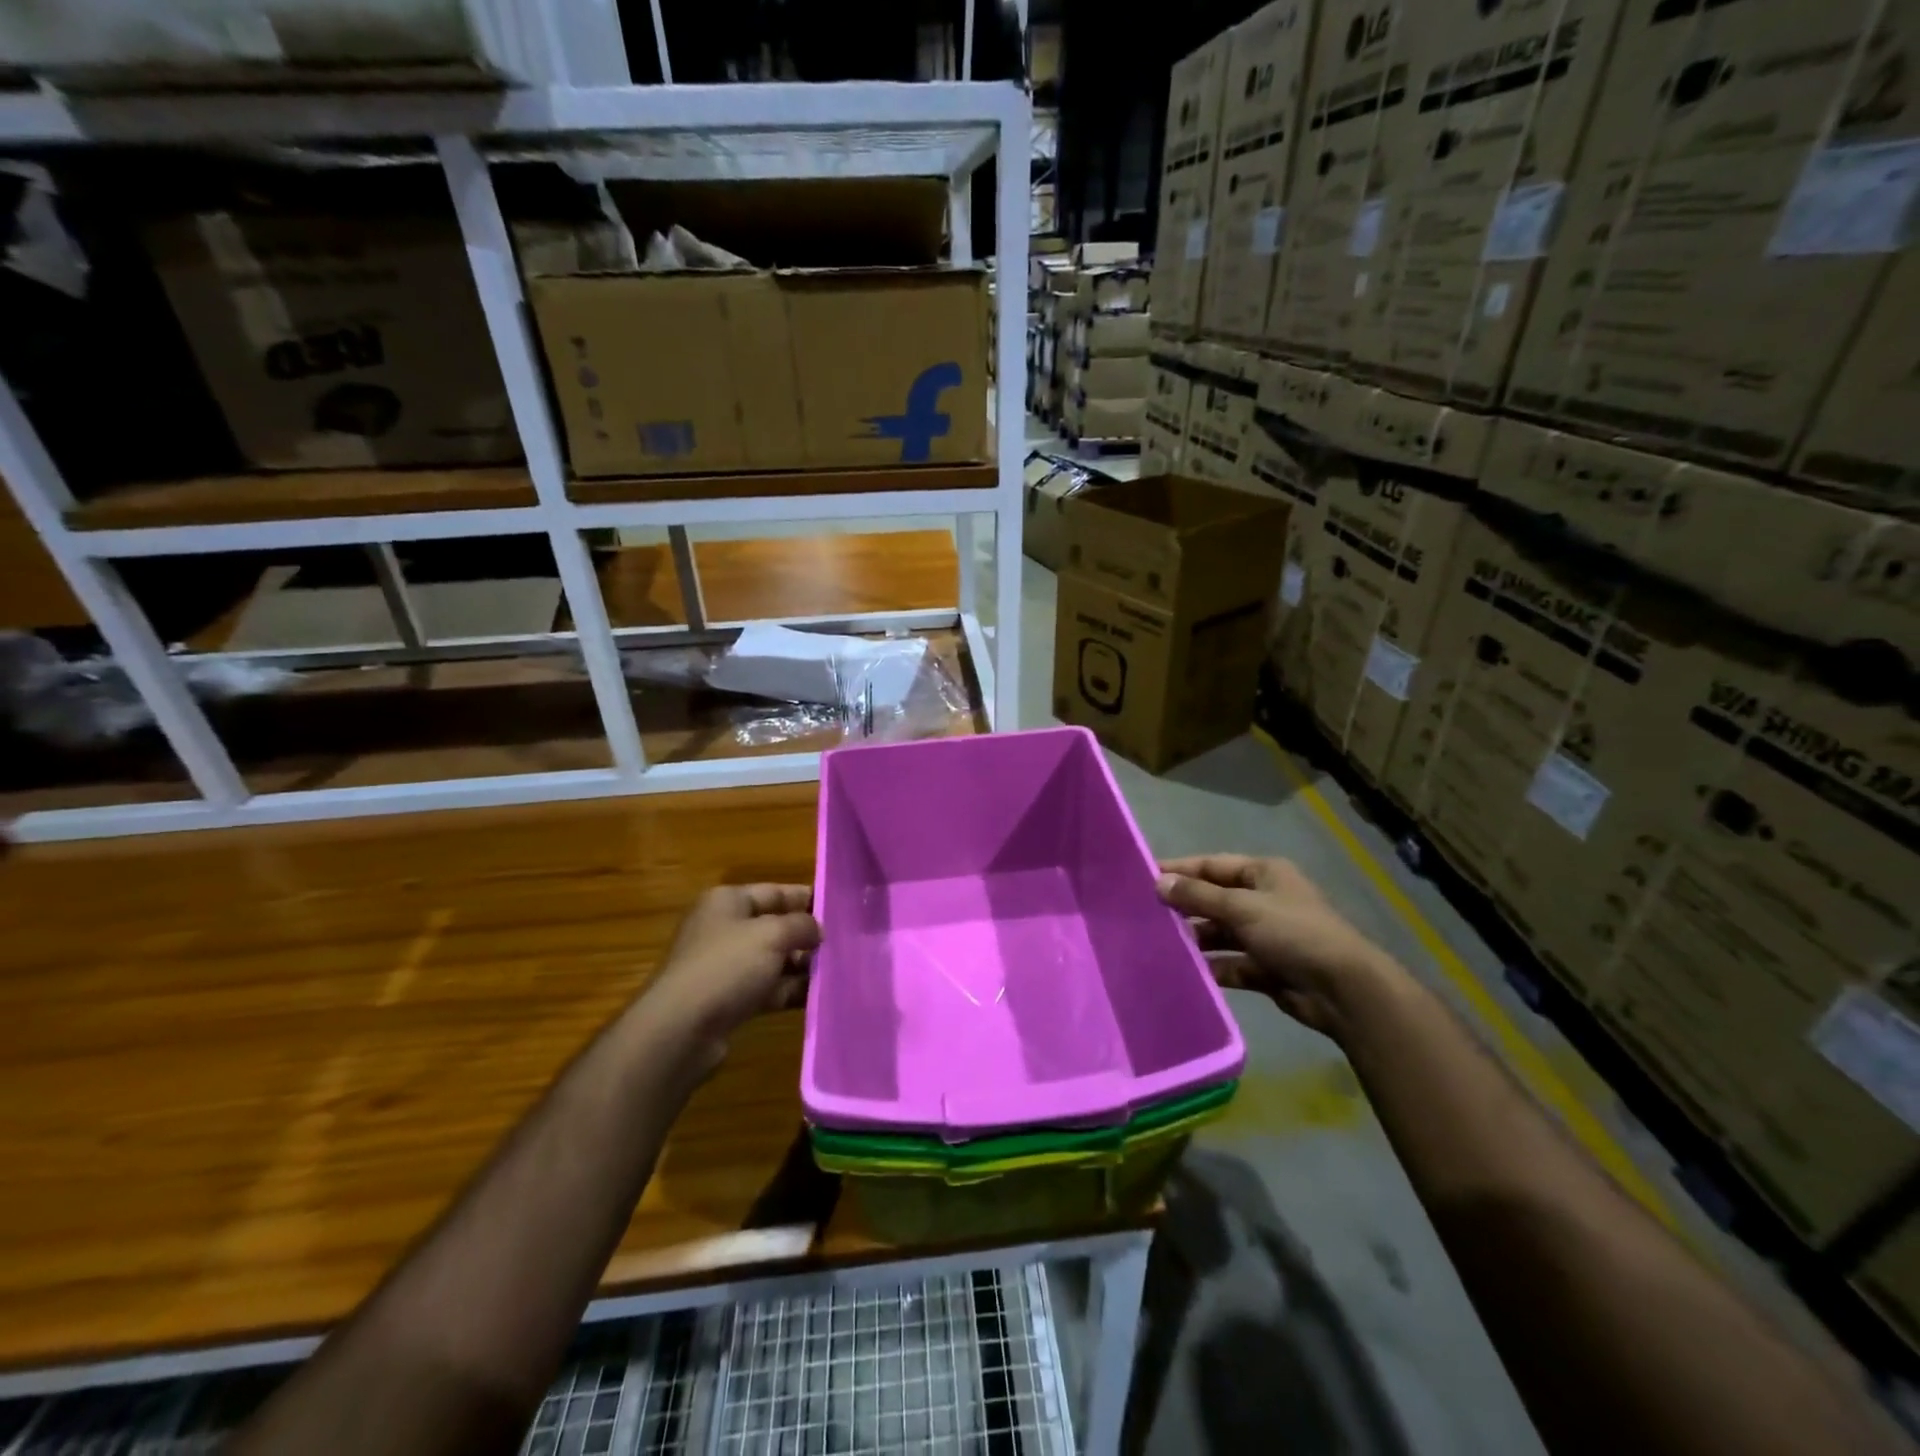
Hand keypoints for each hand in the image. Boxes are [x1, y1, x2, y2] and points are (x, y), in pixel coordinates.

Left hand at [645, 885, 821, 1064]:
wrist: (681, 1029)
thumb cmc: (727, 966)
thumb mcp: (772, 934)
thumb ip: (802, 925)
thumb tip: (817, 928)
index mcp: (727, 902)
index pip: (774, 891)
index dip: (806, 898)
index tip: (839, 909)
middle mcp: (724, 929)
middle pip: (774, 926)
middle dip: (807, 936)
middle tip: (844, 944)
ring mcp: (724, 967)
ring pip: (773, 960)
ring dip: (801, 966)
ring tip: (837, 971)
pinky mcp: (728, 1000)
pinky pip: (767, 988)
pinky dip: (789, 990)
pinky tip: (817, 996)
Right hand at [1157, 855, 1400, 1039]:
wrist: (1344, 990)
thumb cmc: (1293, 933)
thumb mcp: (1243, 907)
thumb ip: (1198, 895)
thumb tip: (1158, 882)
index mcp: (1264, 874)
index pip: (1212, 865)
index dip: (1179, 870)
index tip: (1144, 877)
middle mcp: (1264, 900)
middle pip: (1214, 899)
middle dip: (1184, 907)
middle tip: (1144, 915)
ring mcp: (1266, 936)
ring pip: (1220, 933)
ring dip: (1195, 939)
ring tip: (1157, 945)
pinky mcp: (1267, 969)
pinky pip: (1231, 963)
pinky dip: (1211, 967)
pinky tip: (1184, 972)